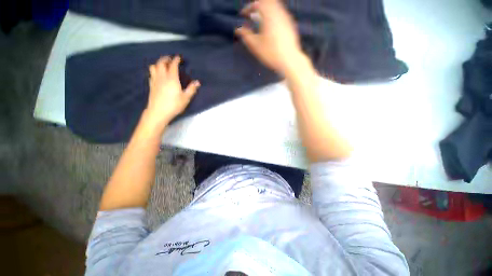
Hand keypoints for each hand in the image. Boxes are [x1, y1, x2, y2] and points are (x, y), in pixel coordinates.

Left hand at [145, 56, 199, 129]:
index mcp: (172, 79)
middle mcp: (162, 77)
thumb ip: (192, 89)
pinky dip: (155, 70)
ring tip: (163, 65)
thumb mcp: (186, 98)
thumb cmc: (174, 105)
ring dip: (159, 63)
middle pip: (161, 63)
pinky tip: (158, 74)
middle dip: (166, 59)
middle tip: (171, 59)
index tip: (179, 57)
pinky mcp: (151, 85)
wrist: (158, 112)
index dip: (176, 60)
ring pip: (154, 66)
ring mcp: (155, 80)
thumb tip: (198, 82)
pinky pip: (151, 73)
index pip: (173, 65)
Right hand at [235, 0, 306, 76]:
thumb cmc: (271, 53)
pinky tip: (270, 27)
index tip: (243, 15)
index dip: (249, 7)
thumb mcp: (255, 46)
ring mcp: (287, 18)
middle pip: (268, 2)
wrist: (289, 60)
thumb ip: (246, 35)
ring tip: (260, 22)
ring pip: (275, 7)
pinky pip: (280, 14)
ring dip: (266, 11)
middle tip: (252, 15)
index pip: (258, 3)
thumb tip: (238, 29)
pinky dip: (273, 16)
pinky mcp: (291, 25)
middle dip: (258, 6)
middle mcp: (279, 12)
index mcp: (269, 15)